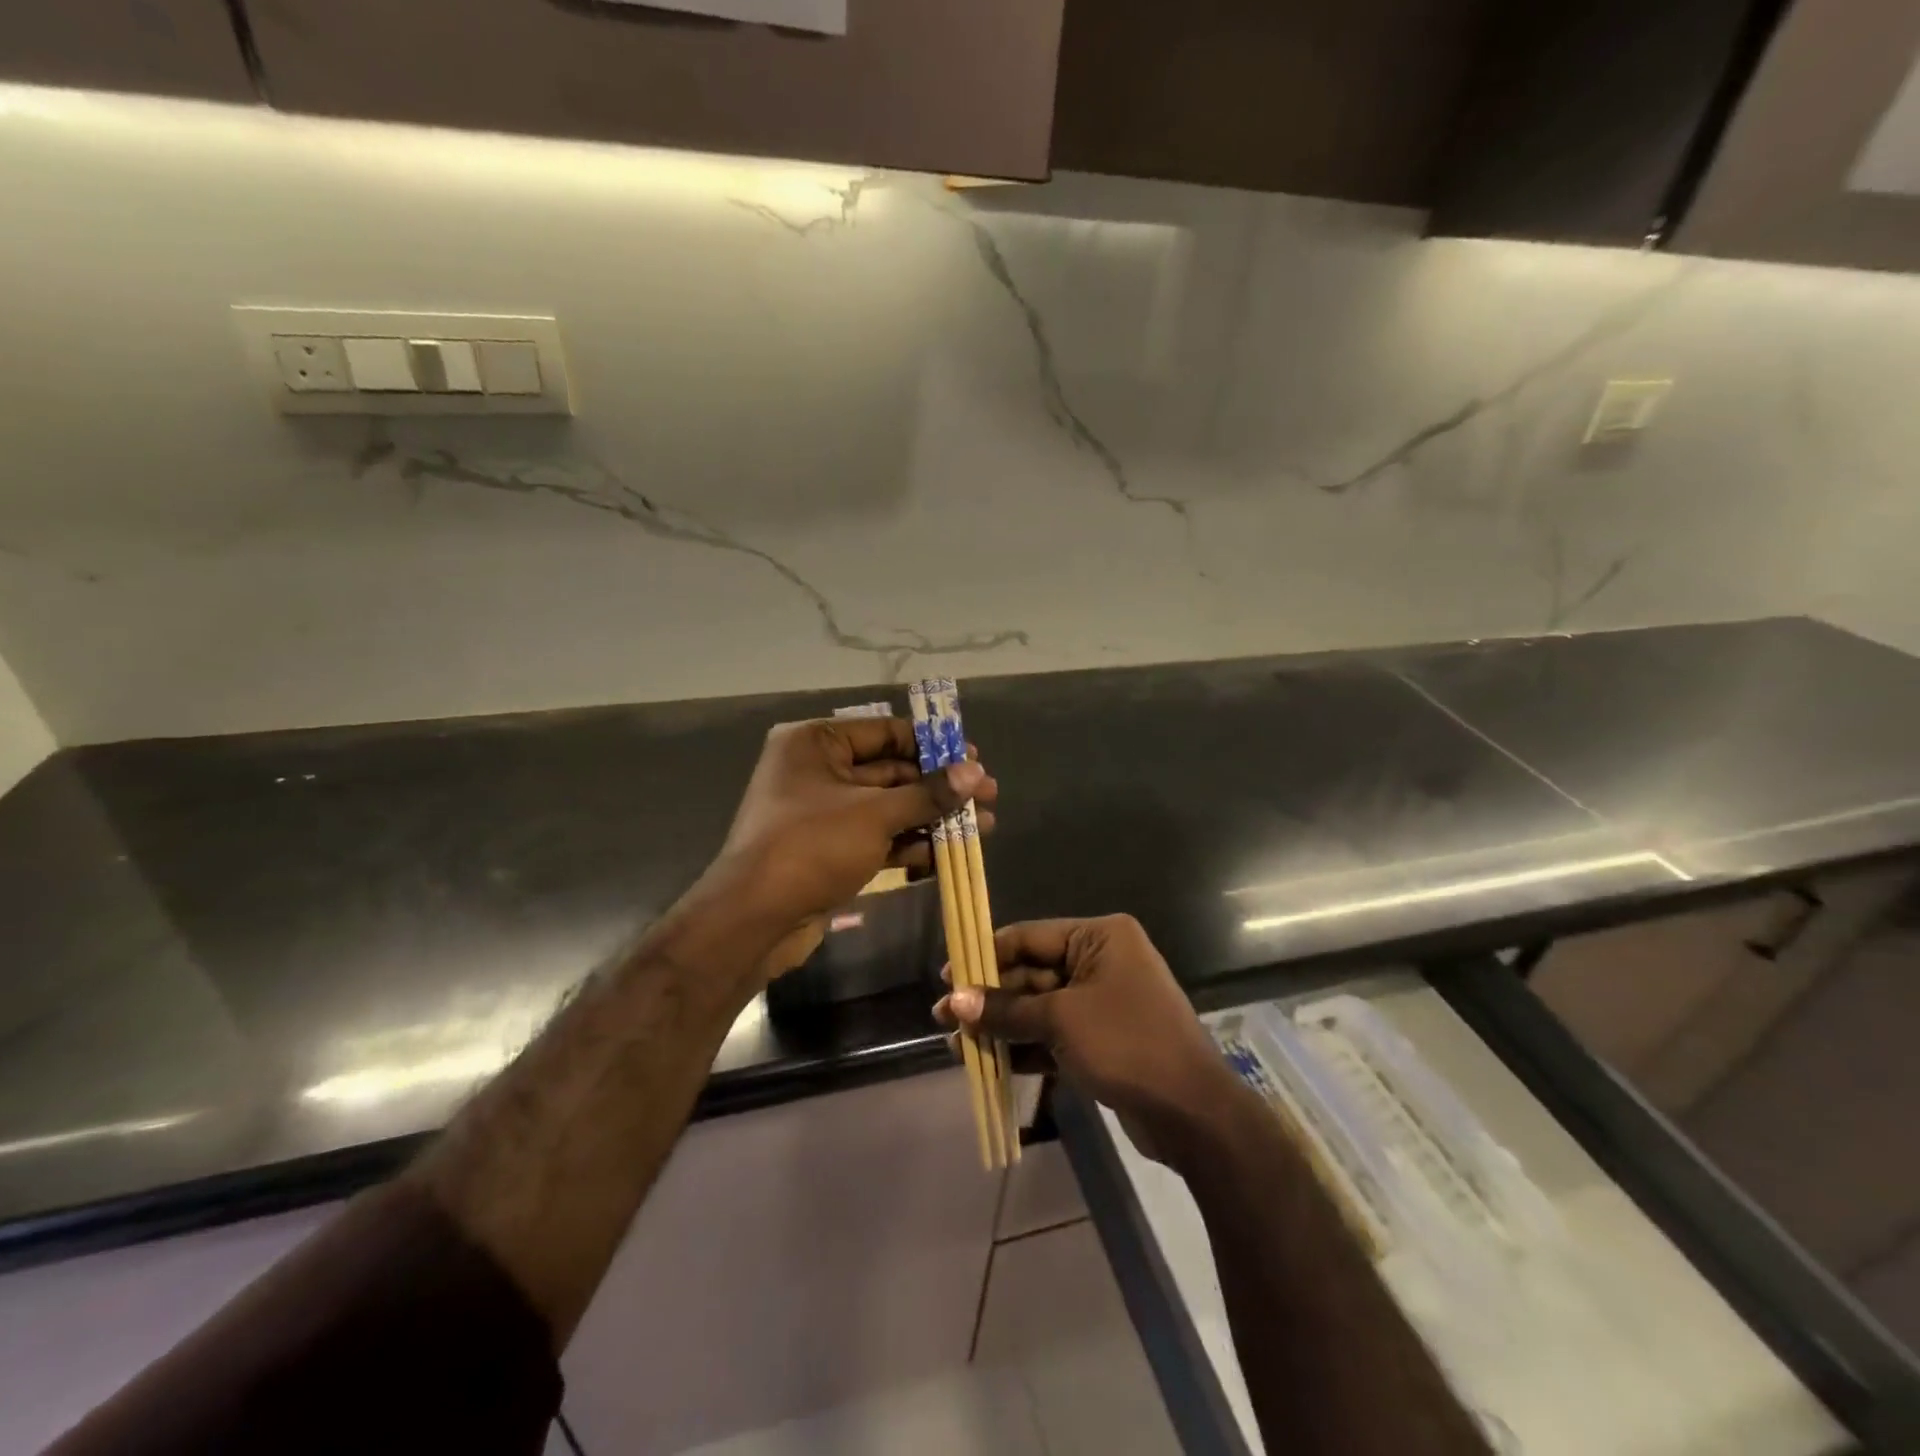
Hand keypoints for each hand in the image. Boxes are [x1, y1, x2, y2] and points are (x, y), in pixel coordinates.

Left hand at [714, 716, 996, 934]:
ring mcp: (824, 813)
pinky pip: (878, 837)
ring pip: (889, 808)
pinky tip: (950, 854)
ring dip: (933, 818)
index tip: (974, 758)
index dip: (933, 744)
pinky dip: (910, 844)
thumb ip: (928, 793)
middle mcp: (818, 771)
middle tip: (988, 795)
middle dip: (940, 787)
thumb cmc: (811, 847)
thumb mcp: (875, 814)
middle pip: (892, 771)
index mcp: (816, 743)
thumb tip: (976, 773)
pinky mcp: (831, 849)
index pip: (885, 732)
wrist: (754, 920)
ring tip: (983, 827)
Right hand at [935, 915, 1243, 1157]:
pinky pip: (1053, 1034)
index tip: (947, 977)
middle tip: (945, 1017)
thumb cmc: (1128, 1045)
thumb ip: (1006, 1009)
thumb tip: (955, 1001)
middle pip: (1031, 974)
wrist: (1193, 1115)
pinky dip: (1025, 1047)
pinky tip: (988, 1063)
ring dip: (1002, 1026)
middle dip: (990, 998)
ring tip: (956, 1045)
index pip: (1029, 937)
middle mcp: (1101, 961)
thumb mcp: (1061, 1020)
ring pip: (1039, 1007)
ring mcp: (1102, 1002)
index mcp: (1099, 937)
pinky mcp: (1102, 1039)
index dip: (985, 956)